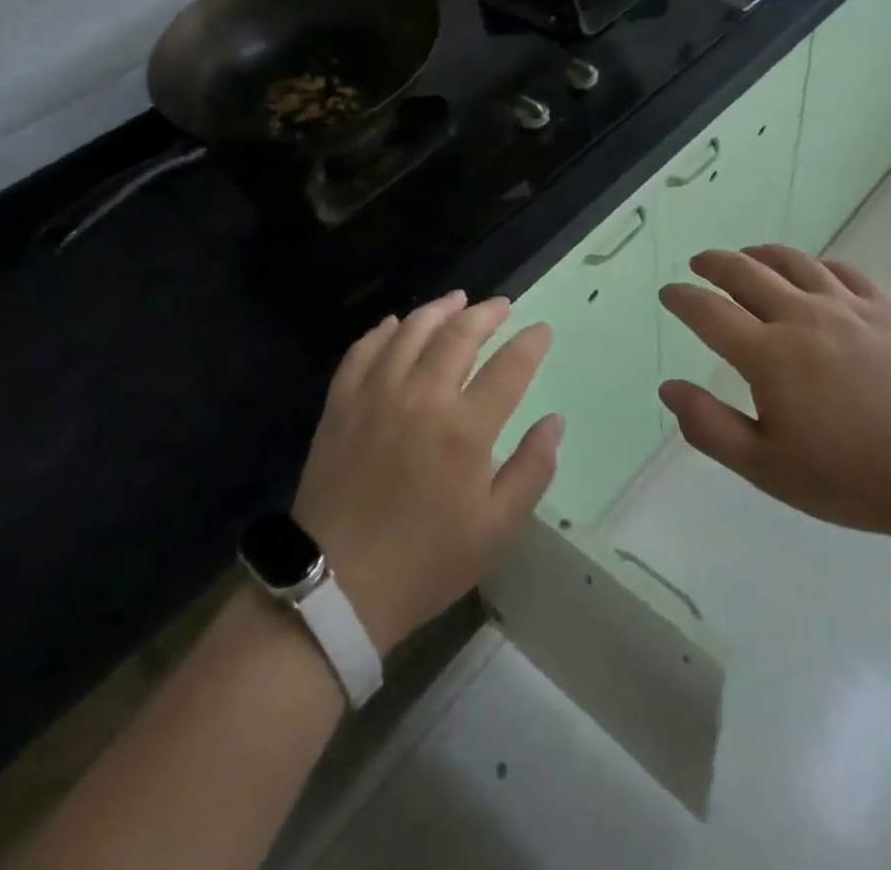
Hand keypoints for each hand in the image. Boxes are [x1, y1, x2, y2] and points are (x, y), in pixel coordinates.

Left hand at [292, 293, 561, 655]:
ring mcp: (376, 395)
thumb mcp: (496, 529)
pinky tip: (395, 324)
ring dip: (438, 310)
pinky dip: (383, 331)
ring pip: (411, 331)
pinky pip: (363, 351)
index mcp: (465, 429)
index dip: (531, 343)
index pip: (509, 367)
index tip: (542, 330)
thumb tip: (555, 421)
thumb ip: (532, 469)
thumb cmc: (425, 562)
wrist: (336, 588)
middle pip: (459, 335)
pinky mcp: (341, 404)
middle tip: (502, 305)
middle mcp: (422, 397)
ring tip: (457, 300)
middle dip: (486, 314)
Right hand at [658, 247, 890, 545]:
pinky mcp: (886, 311)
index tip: (668, 292)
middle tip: (700, 263)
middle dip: (716, 263)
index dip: (682, 298)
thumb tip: (669, 388)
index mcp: (767, 354)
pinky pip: (844, 272)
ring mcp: (847, 308)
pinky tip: (814, 272)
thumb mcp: (765, 467)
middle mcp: (801, 317)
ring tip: (749, 255)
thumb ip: (710, 426)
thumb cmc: (848, 476)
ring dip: (762, 254)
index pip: (709, 312)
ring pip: (795, 263)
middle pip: (747, 273)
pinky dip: (818, 265)